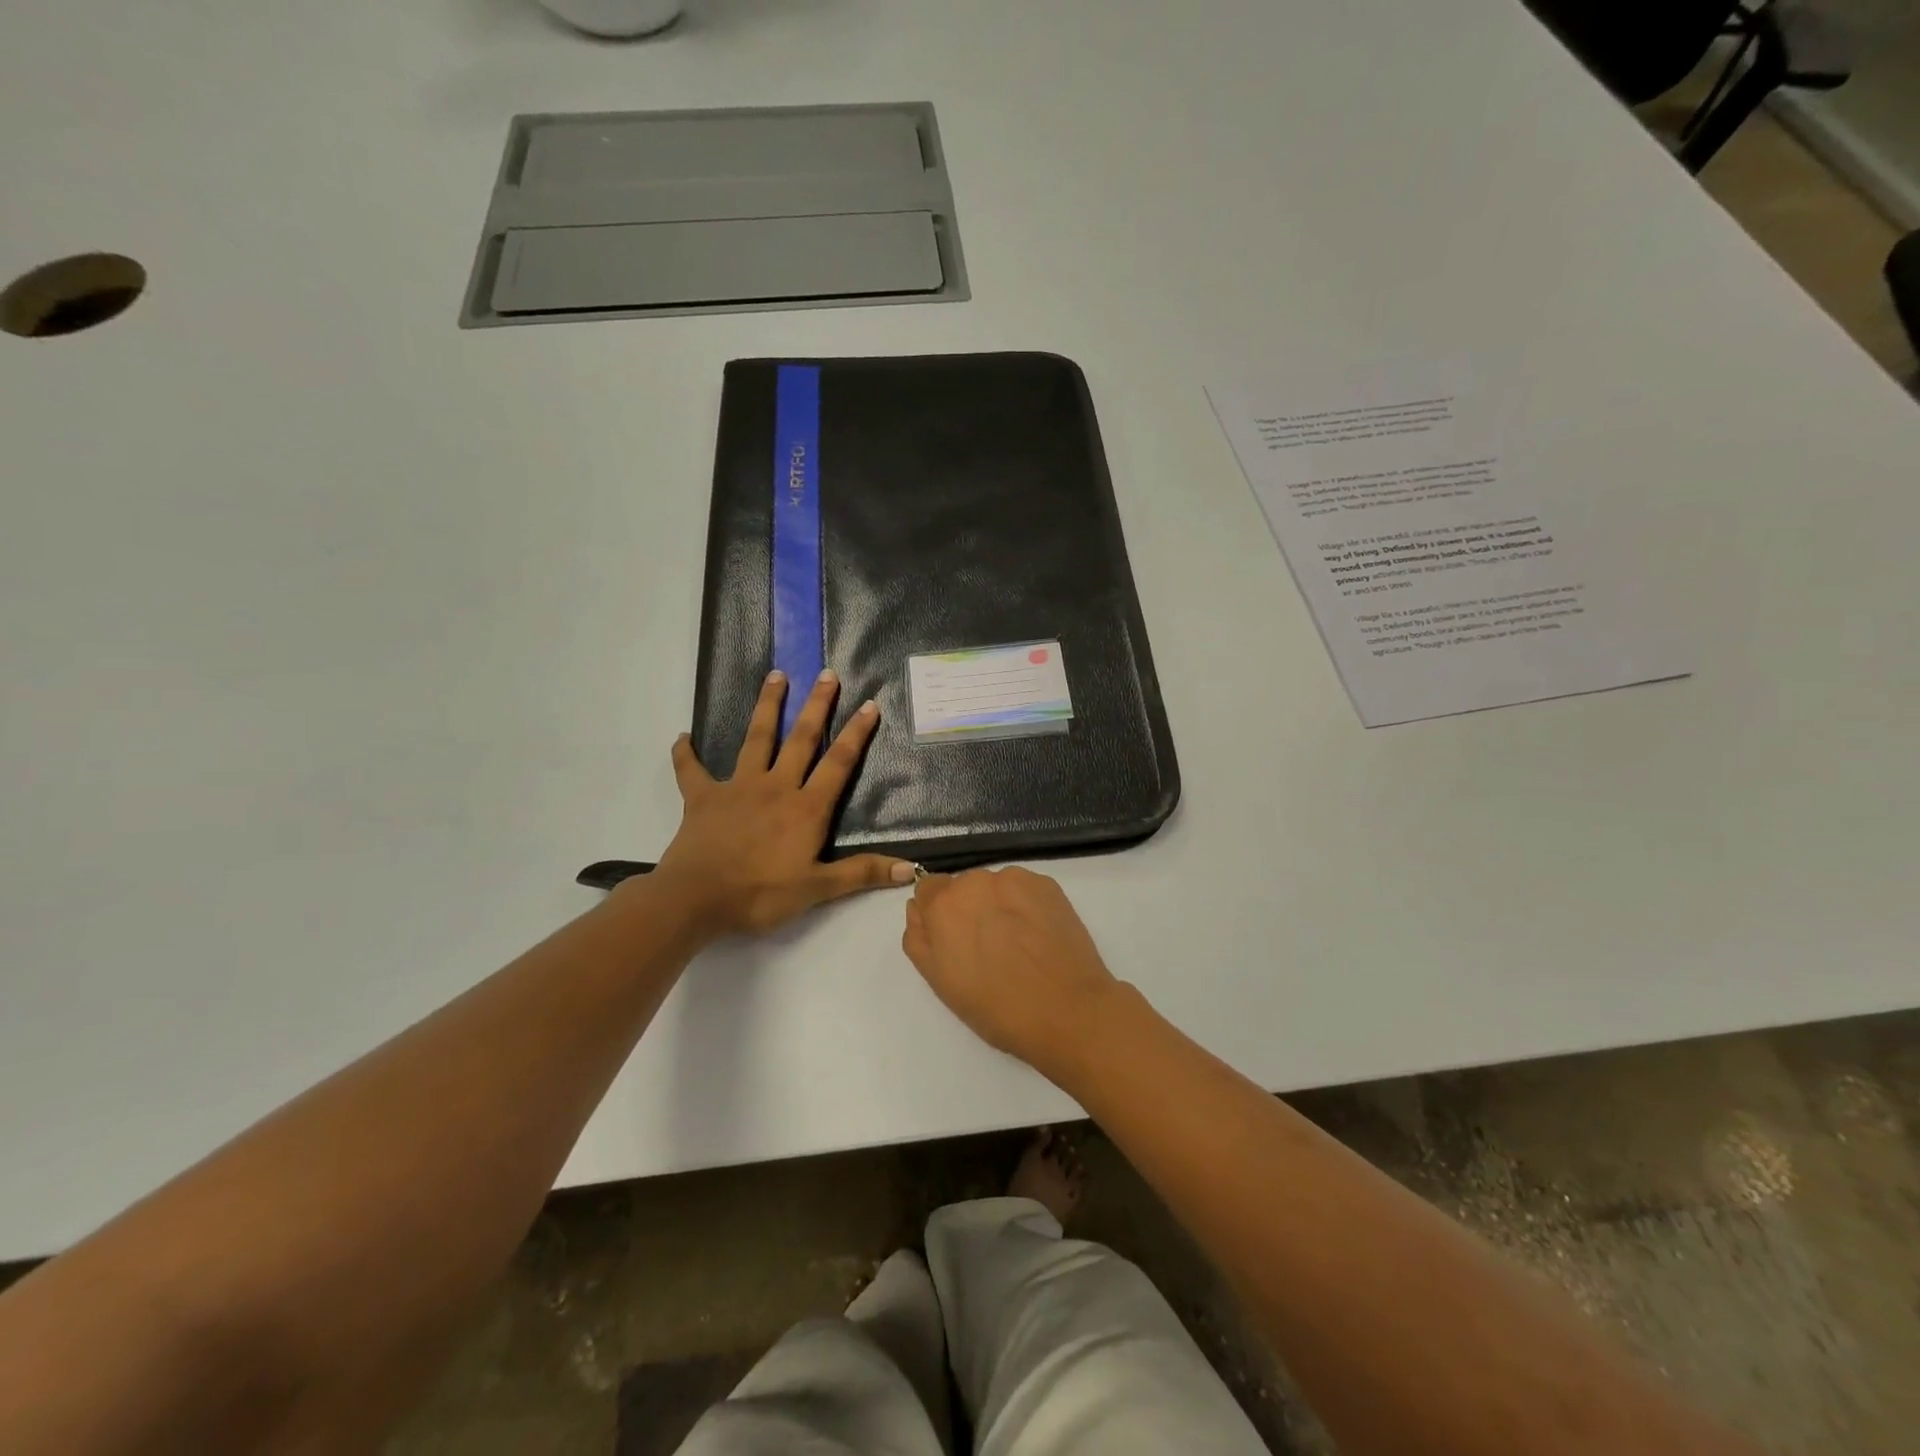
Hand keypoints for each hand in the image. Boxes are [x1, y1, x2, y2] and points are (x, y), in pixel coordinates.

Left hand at [655, 669, 911, 935]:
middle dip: (817, 705)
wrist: (697, 899)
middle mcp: (775, 787)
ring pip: (756, 739)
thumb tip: (911, 869)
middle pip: (801, 739)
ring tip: (776, 676)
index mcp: (806, 807)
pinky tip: (683, 738)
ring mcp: (737, 787)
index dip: (856, 734)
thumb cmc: (761, 894)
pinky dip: (686, 754)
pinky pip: (691, 771)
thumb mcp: (818, 889)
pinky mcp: (702, 797)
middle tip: (827, 674)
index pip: (839, 763)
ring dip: (767, 706)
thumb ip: (862, 873)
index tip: (869, 704)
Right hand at [902, 867, 1121, 1076]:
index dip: (939, 916)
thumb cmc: (996, 1006)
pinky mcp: (1047, 884)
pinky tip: (1038, 937)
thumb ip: (918, 938)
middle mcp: (976, 880)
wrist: (1067, 1010)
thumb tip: (918, 909)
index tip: (954, 941)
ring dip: (998, 905)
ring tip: (1018, 945)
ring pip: (995, 887)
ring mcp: (1015, 879)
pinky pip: (1024, 889)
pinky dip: (1026, 906)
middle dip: (969, 910)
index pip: (928, 890)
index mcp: (943, 904)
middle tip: (988, 949)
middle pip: (963, 887)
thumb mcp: (940, 981)